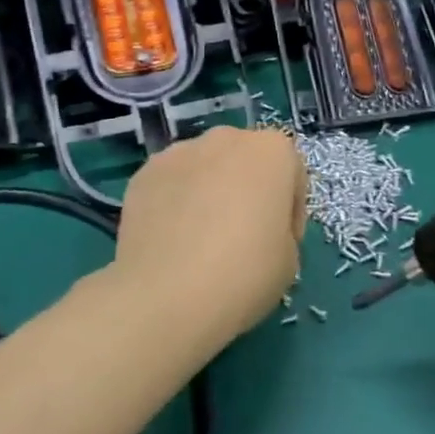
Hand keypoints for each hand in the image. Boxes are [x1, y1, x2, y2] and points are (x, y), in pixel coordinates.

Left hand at [111, 126, 307, 346]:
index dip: (290, 210)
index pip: (291, 173)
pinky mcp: (143, 174)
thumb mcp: (290, 259)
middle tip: (243, 236)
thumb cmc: (245, 273)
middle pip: (244, 161)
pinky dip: (175, 204)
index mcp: (271, 151)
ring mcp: (179, 152)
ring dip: (209, 193)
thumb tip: (257, 231)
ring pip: (204, 169)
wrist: (168, 295)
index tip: (281, 242)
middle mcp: (225, 139)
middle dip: (246, 190)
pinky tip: (172, 241)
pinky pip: (171, 185)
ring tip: (201, 239)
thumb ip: (280, 229)